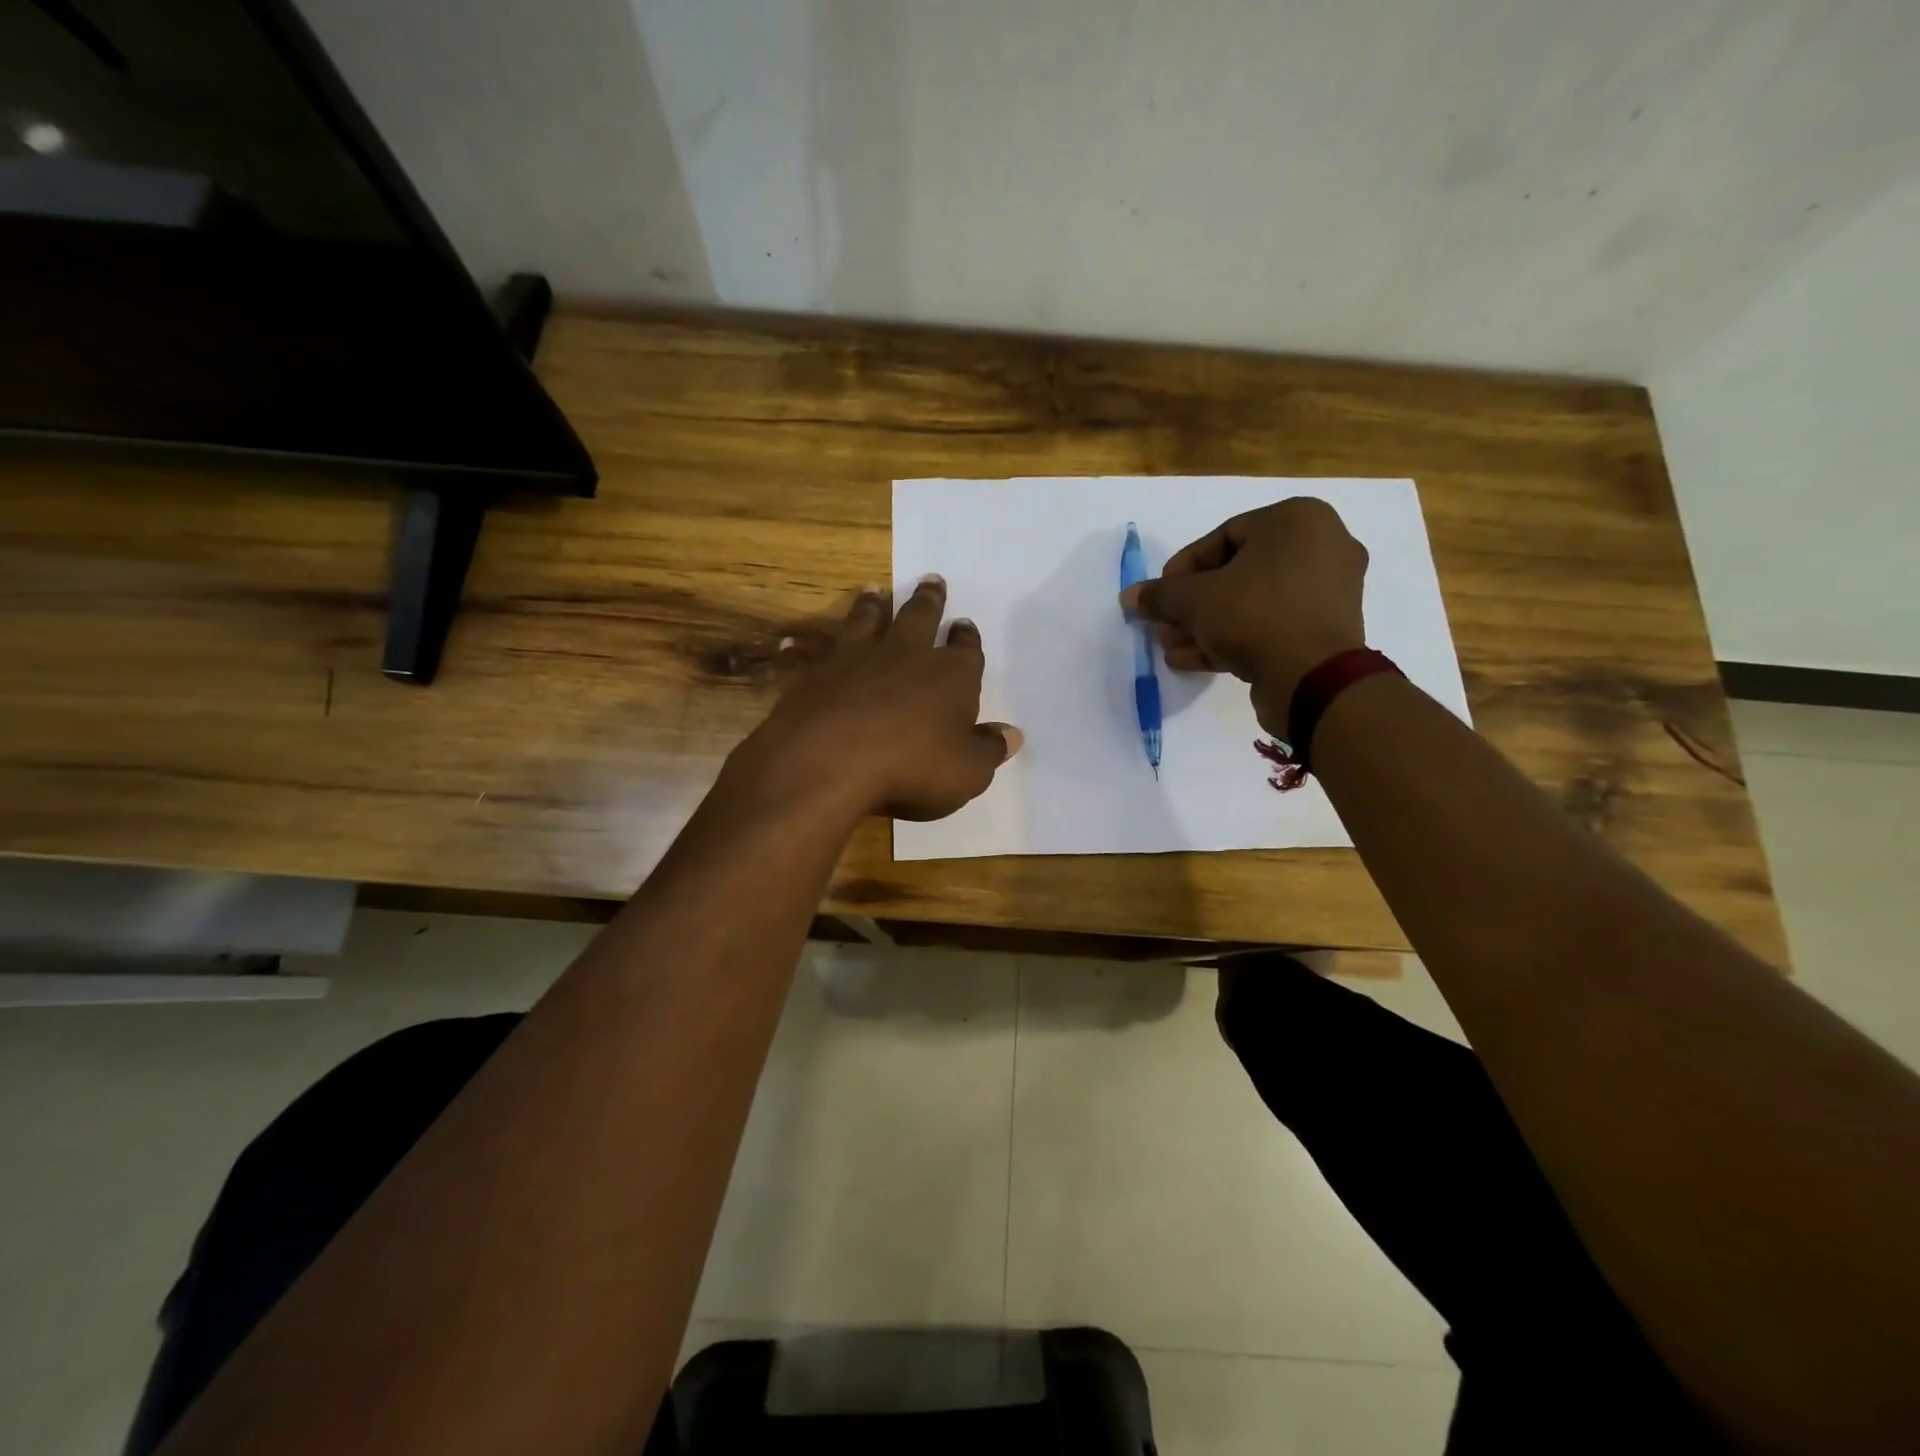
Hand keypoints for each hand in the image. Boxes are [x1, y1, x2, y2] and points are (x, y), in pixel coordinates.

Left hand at [730, 577, 1022, 821]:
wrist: (831, 762)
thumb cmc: (913, 767)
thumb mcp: (968, 771)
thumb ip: (989, 749)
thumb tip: (1012, 734)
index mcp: (949, 675)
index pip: (965, 649)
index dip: (967, 637)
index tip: (965, 624)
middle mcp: (903, 655)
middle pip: (919, 617)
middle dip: (929, 600)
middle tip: (931, 581)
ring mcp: (853, 660)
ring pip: (864, 622)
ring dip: (870, 607)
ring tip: (873, 592)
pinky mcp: (810, 676)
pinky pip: (804, 658)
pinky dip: (797, 652)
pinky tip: (789, 645)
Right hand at [1119, 497, 1367, 734]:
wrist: (1313, 677)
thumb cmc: (1254, 614)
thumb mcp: (1194, 600)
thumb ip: (1160, 595)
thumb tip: (1129, 597)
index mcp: (1298, 520)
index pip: (1224, 536)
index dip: (1183, 568)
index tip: (1160, 594)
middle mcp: (1322, 546)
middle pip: (1238, 572)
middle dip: (1194, 603)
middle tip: (1165, 625)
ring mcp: (1329, 591)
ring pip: (1253, 603)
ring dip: (1207, 625)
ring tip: (1173, 648)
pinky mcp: (1326, 630)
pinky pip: (1272, 625)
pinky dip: (1234, 638)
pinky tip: (1193, 660)